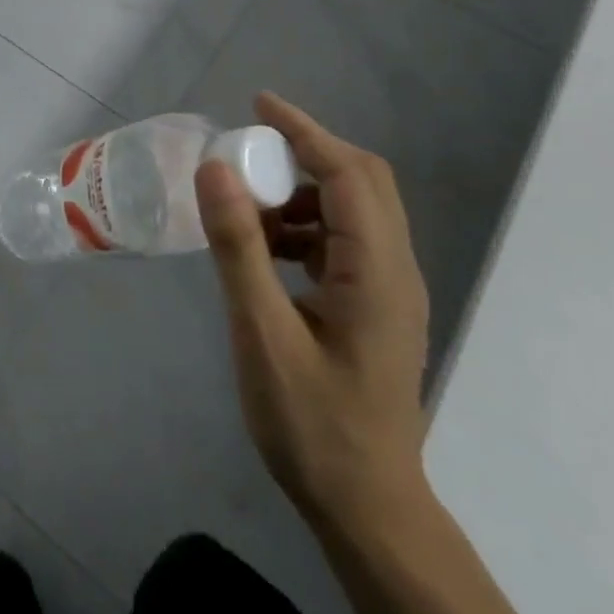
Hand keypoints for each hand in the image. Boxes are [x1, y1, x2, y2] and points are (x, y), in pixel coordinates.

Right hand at [196, 92, 431, 541]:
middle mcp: (396, 270)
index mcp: (378, 272)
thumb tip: (216, 169)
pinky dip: (306, 227)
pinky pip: (346, 242)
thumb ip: (240, 248)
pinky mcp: (376, 306)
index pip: (349, 173)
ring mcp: (390, 290)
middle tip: (249, 152)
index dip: (304, 131)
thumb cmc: (313, 425)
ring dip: (303, 194)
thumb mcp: (262, 334)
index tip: (258, 104)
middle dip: (306, 154)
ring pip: (354, 210)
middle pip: (362, 182)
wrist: (366, 509)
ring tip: (248, 210)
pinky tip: (267, 251)